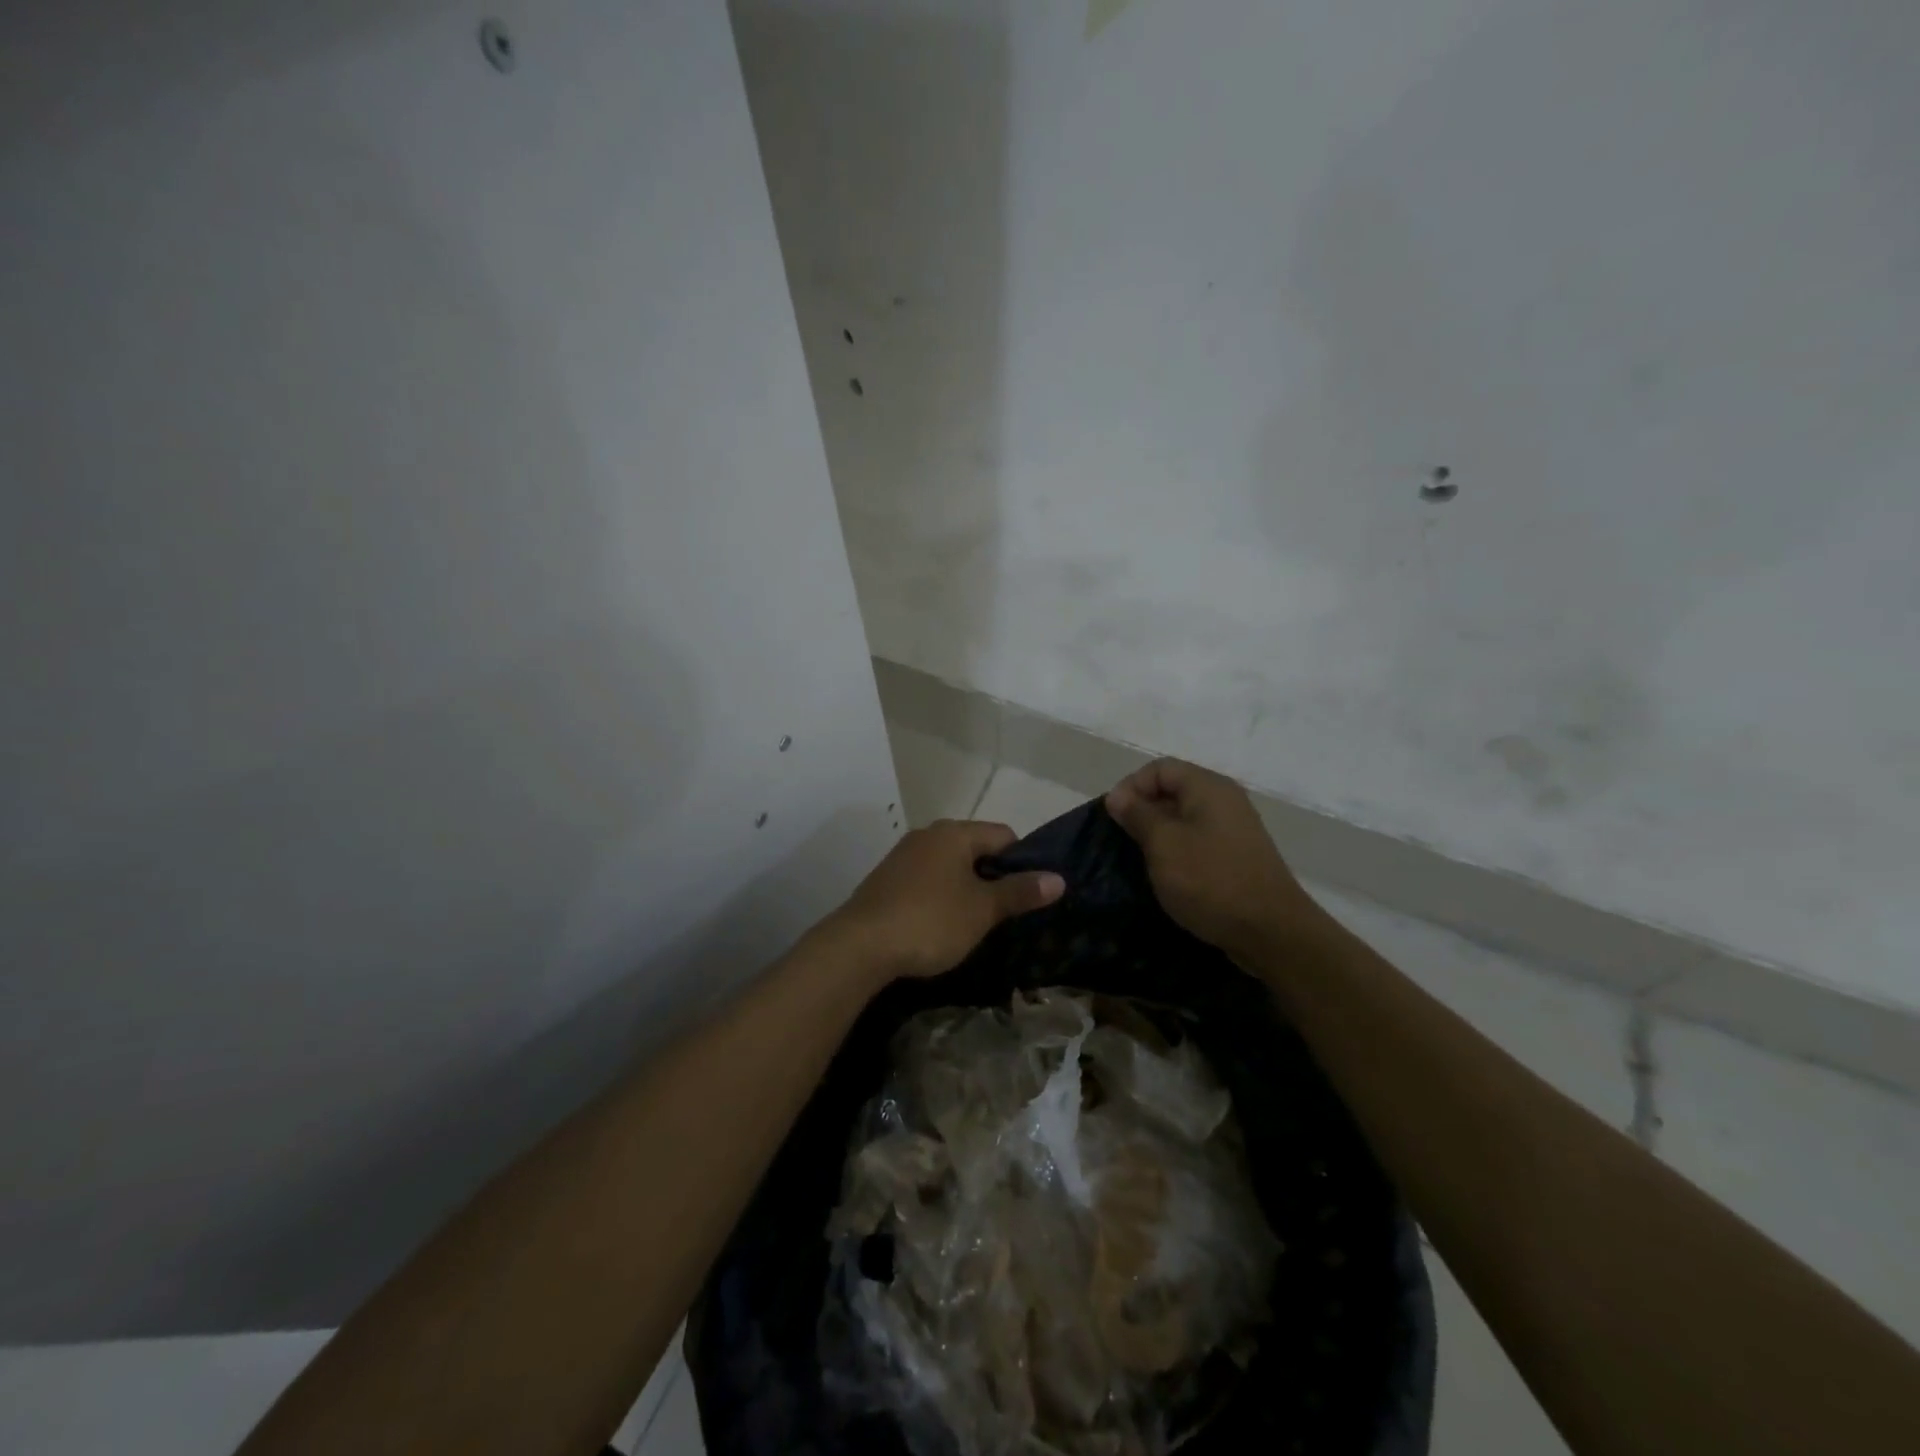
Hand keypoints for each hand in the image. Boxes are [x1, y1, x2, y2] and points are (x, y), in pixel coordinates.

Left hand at [823, 820, 1064, 982]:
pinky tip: (940, 925)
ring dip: (966, 888)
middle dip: (993, 877)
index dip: (1023, 862)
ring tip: (975, 923)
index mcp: (954, 833)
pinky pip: (926, 880)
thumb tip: (1059, 878)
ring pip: (950, 866)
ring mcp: (903, 856)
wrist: (859, 946)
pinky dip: (940, 896)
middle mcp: (928, 835)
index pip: (1004, 835)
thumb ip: (1020, 892)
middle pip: (975, 848)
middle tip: (1005, 913)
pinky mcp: (886, 880)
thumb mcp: (982, 910)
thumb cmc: (930, 921)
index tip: (1027, 896)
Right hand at [1105, 758, 1328, 960]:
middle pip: (1172, 790)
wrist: (1271, 932)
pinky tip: (1164, 875)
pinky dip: (1176, 851)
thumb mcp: (1164, 844)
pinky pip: (1197, 841)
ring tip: (1138, 859)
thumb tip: (1117, 796)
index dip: (1131, 787)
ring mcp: (1233, 829)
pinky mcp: (1235, 856)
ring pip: (1183, 818)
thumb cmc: (1210, 881)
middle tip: (1121, 840)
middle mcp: (1224, 800)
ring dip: (1157, 834)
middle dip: (1142, 811)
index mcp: (1208, 787)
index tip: (1113, 818)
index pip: (1159, 768)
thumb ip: (1138, 814)